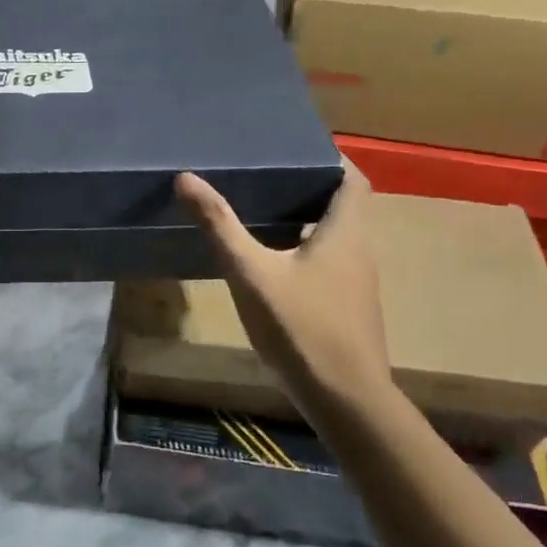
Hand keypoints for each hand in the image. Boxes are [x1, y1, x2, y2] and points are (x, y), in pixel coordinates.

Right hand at [174, 163, 392, 413]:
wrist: (345, 399)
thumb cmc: (301, 328)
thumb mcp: (251, 273)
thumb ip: (220, 226)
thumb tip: (186, 178)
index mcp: (345, 232)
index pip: (351, 178)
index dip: (329, 158)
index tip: (293, 147)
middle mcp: (359, 251)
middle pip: (343, 205)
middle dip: (309, 185)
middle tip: (265, 172)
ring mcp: (356, 283)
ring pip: (335, 235)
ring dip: (307, 218)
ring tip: (263, 207)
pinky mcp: (346, 307)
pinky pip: (329, 262)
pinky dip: (305, 248)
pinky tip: (272, 260)